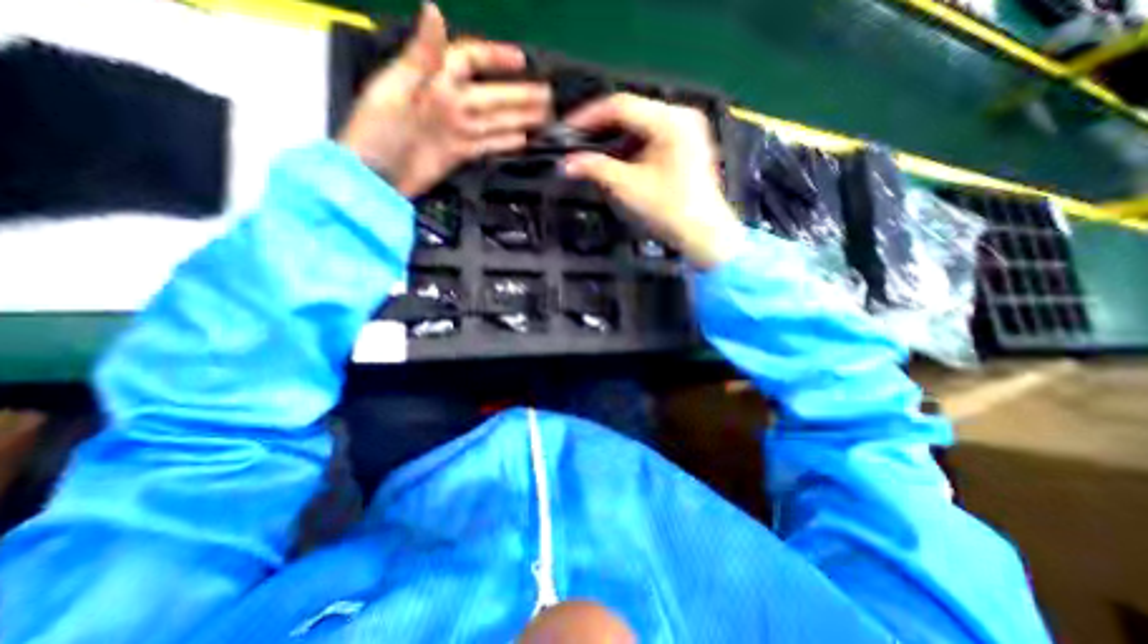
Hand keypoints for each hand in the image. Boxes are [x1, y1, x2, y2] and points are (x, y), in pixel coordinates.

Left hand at [337, 2, 548, 195]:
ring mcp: (457, 130)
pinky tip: (523, 140)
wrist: (377, 178)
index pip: (469, 60)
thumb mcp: (395, 87)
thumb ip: (422, 55)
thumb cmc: (379, 131)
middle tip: (548, 97)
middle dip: (520, 95)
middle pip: (491, 96)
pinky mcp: (460, 154)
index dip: (495, 58)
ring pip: (495, 121)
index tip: (522, 62)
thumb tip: (434, 8)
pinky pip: (488, 145)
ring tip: (544, 117)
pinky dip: (505, 143)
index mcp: (433, 79)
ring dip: (520, 118)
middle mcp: (450, 102)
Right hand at [563, 92, 745, 267]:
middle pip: (632, 113)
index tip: (567, 130)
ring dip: (616, 140)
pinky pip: (652, 138)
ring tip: (594, 155)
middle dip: (602, 129)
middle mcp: (681, 116)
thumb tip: (566, 164)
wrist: (703, 233)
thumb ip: (595, 169)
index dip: (589, 116)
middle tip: (578, 143)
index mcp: (670, 120)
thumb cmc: (668, 209)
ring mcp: (687, 130)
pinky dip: (632, 148)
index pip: (620, 106)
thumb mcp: (627, 187)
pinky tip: (619, 161)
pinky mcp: (688, 146)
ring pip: (641, 126)